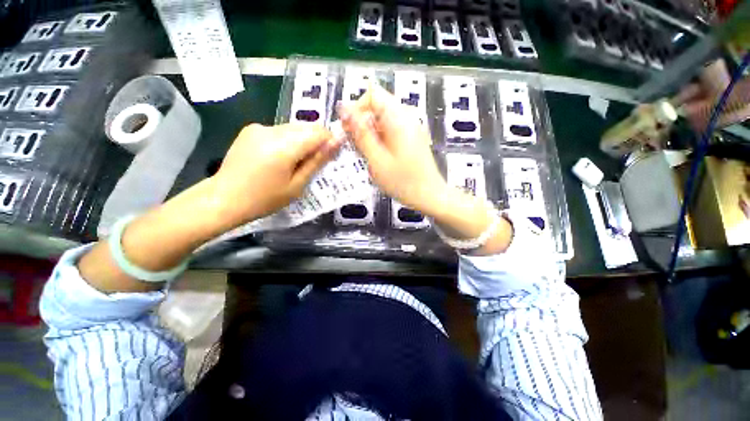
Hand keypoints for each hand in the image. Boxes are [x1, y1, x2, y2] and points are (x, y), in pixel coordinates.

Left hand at [210, 123, 341, 225]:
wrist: (224, 198)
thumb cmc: (265, 199)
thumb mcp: (297, 185)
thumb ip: (317, 161)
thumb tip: (336, 142)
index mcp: (283, 146)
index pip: (318, 132)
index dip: (329, 141)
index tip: (331, 156)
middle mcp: (271, 130)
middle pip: (306, 127)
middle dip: (316, 142)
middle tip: (314, 163)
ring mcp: (259, 127)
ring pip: (293, 128)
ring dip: (302, 142)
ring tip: (296, 163)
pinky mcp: (251, 129)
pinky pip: (280, 130)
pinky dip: (288, 141)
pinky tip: (280, 158)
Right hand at [339, 84, 447, 214]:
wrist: (429, 196)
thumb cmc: (403, 182)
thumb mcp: (377, 159)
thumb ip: (360, 133)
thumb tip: (344, 108)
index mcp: (399, 118)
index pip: (372, 94)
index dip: (356, 108)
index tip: (349, 130)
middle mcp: (406, 117)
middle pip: (377, 107)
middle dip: (362, 124)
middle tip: (356, 147)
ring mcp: (410, 127)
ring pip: (382, 121)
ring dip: (370, 134)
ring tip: (368, 156)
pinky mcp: (411, 138)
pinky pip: (390, 131)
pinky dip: (380, 140)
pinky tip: (378, 157)